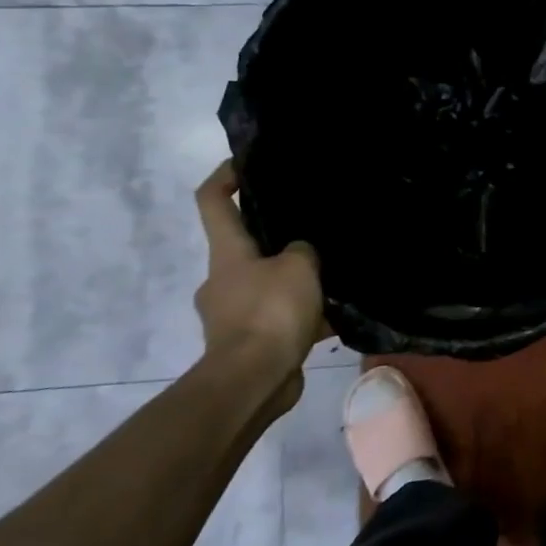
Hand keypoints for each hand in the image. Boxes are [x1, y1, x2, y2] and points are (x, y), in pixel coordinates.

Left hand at [193, 162, 326, 406]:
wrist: (252, 382)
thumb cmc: (270, 313)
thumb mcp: (299, 267)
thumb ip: (303, 250)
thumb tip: (301, 253)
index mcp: (227, 253)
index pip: (212, 201)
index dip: (225, 176)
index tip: (246, 164)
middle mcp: (223, 279)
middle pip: (245, 246)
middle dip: (276, 239)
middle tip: (315, 233)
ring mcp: (232, 314)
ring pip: (266, 285)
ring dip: (294, 282)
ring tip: (332, 279)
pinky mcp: (247, 343)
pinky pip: (278, 319)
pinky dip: (300, 316)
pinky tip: (331, 318)